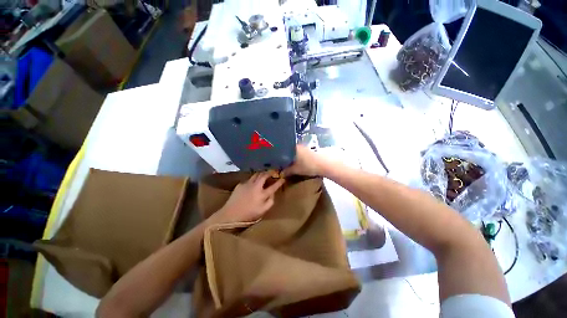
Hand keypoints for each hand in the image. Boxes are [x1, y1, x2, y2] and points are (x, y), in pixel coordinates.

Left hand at [213, 171, 284, 223]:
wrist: (230, 214)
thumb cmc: (248, 214)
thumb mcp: (262, 211)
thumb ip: (270, 201)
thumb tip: (273, 193)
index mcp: (262, 194)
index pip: (273, 186)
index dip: (279, 182)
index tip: (283, 179)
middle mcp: (255, 186)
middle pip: (264, 175)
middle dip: (270, 172)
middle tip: (273, 172)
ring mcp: (247, 184)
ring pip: (256, 175)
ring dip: (261, 173)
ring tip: (264, 174)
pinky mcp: (240, 184)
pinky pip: (249, 179)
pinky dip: (253, 179)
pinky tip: (252, 183)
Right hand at [284, 145, 324, 175]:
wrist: (325, 163)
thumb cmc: (308, 165)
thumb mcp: (296, 170)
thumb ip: (287, 171)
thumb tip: (281, 173)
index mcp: (293, 148)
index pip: (283, 151)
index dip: (280, 157)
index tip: (278, 162)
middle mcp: (298, 145)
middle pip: (290, 152)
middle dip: (287, 158)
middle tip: (284, 165)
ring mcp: (306, 147)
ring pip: (296, 153)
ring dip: (294, 158)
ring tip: (291, 165)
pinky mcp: (311, 151)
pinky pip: (302, 154)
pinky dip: (300, 158)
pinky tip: (300, 164)